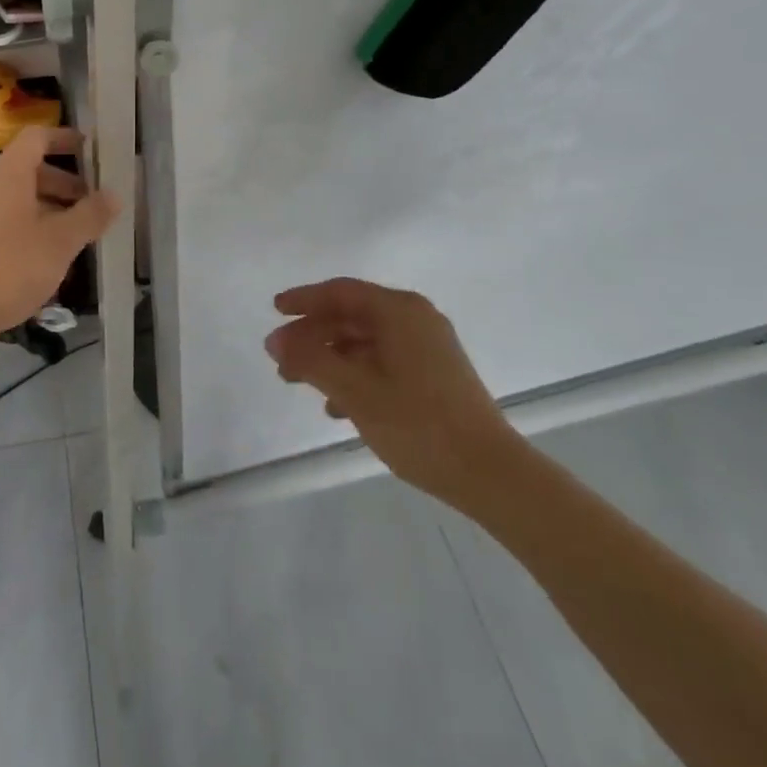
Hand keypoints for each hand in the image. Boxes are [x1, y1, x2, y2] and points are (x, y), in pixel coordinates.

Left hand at [0, 126, 119, 343]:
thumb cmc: (10, 266)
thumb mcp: (60, 241)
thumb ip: (89, 215)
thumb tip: (113, 195)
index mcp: (10, 174)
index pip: (37, 137)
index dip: (65, 138)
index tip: (93, 151)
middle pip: (31, 169)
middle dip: (65, 182)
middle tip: (93, 203)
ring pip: (20, 199)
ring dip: (51, 209)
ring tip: (78, 235)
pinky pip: (8, 222)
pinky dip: (33, 229)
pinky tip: (50, 260)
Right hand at [265, 278, 522, 513]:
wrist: (491, 474)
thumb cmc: (418, 424)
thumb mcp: (355, 391)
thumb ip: (311, 360)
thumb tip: (275, 340)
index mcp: (399, 311)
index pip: (341, 292)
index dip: (304, 300)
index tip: (274, 311)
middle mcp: (415, 319)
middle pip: (351, 316)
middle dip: (313, 335)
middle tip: (281, 359)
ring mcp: (428, 347)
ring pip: (365, 341)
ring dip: (330, 358)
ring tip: (301, 384)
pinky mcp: (435, 374)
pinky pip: (383, 361)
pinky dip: (355, 374)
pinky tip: (337, 407)